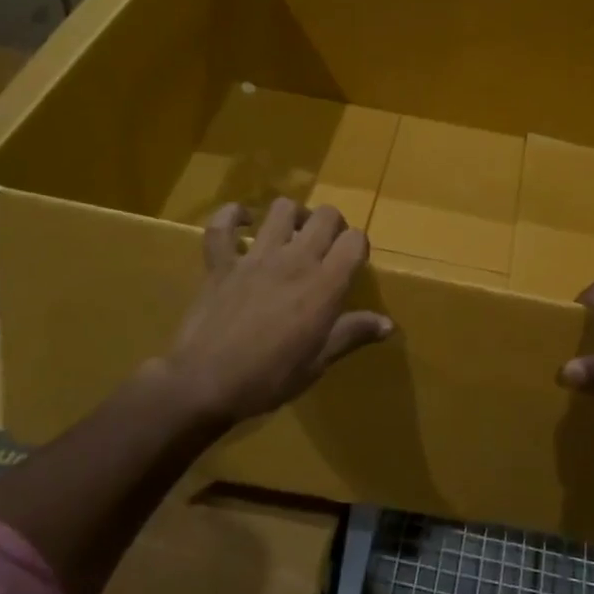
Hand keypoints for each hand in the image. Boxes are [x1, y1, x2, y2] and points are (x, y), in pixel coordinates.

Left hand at [163, 198, 391, 425]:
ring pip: (281, 209)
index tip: (353, 263)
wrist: (205, 384)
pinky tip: (244, 223)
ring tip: (293, 233)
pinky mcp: (221, 262)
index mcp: (324, 285)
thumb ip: (352, 334)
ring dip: (293, 215)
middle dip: (333, 225)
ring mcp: (255, 257)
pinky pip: (223, 225)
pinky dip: (233, 217)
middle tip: (327, 247)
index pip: (355, 241)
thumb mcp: (318, 362)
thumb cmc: (269, 378)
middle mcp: (294, 260)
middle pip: (326, 216)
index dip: (358, 246)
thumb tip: (388, 324)